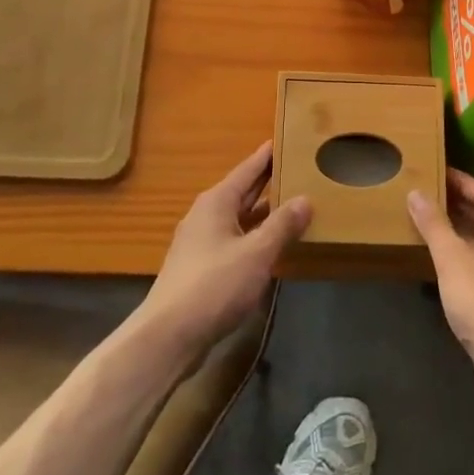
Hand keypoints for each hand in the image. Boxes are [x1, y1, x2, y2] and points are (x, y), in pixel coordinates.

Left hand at [139, 142, 308, 358]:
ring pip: (238, 218)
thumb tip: (305, 199)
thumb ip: (282, 225)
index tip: (284, 139)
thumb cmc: (214, 285)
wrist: (169, 335)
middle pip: (242, 191)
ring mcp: (201, 242)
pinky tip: (271, 245)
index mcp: (217, 202)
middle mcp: (206, 215)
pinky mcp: (201, 268)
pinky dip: (254, 236)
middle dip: (267, 182)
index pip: (247, 169)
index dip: (266, 156)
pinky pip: (234, 240)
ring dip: (263, 212)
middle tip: (297, 168)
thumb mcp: (256, 253)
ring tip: (293, 205)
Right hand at [407, 169, 473, 405]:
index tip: (435, 171)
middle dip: (458, 203)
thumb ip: (434, 224)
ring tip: (430, 223)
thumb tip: (417, 192)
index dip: (459, 180)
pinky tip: (445, 263)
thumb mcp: (451, 258)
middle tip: (427, 195)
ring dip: (460, 229)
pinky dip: (465, 253)